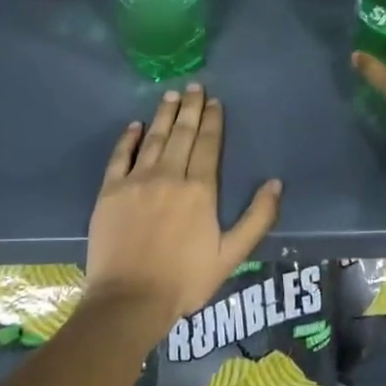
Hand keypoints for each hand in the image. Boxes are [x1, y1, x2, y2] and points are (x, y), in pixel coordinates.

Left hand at [85, 85, 281, 328]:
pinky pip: (120, 157)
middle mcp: (169, 176)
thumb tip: (275, 183)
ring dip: (163, 115)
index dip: (212, 121)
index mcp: (200, 190)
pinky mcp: (110, 192)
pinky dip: (128, 139)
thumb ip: (257, 217)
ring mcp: (136, 181)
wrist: (129, 299)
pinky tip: (135, 125)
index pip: (208, 145)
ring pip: (154, 139)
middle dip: (190, 108)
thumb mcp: (232, 254)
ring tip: (170, 95)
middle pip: (182, 134)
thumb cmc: (185, 280)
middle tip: (194, 86)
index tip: (214, 101)